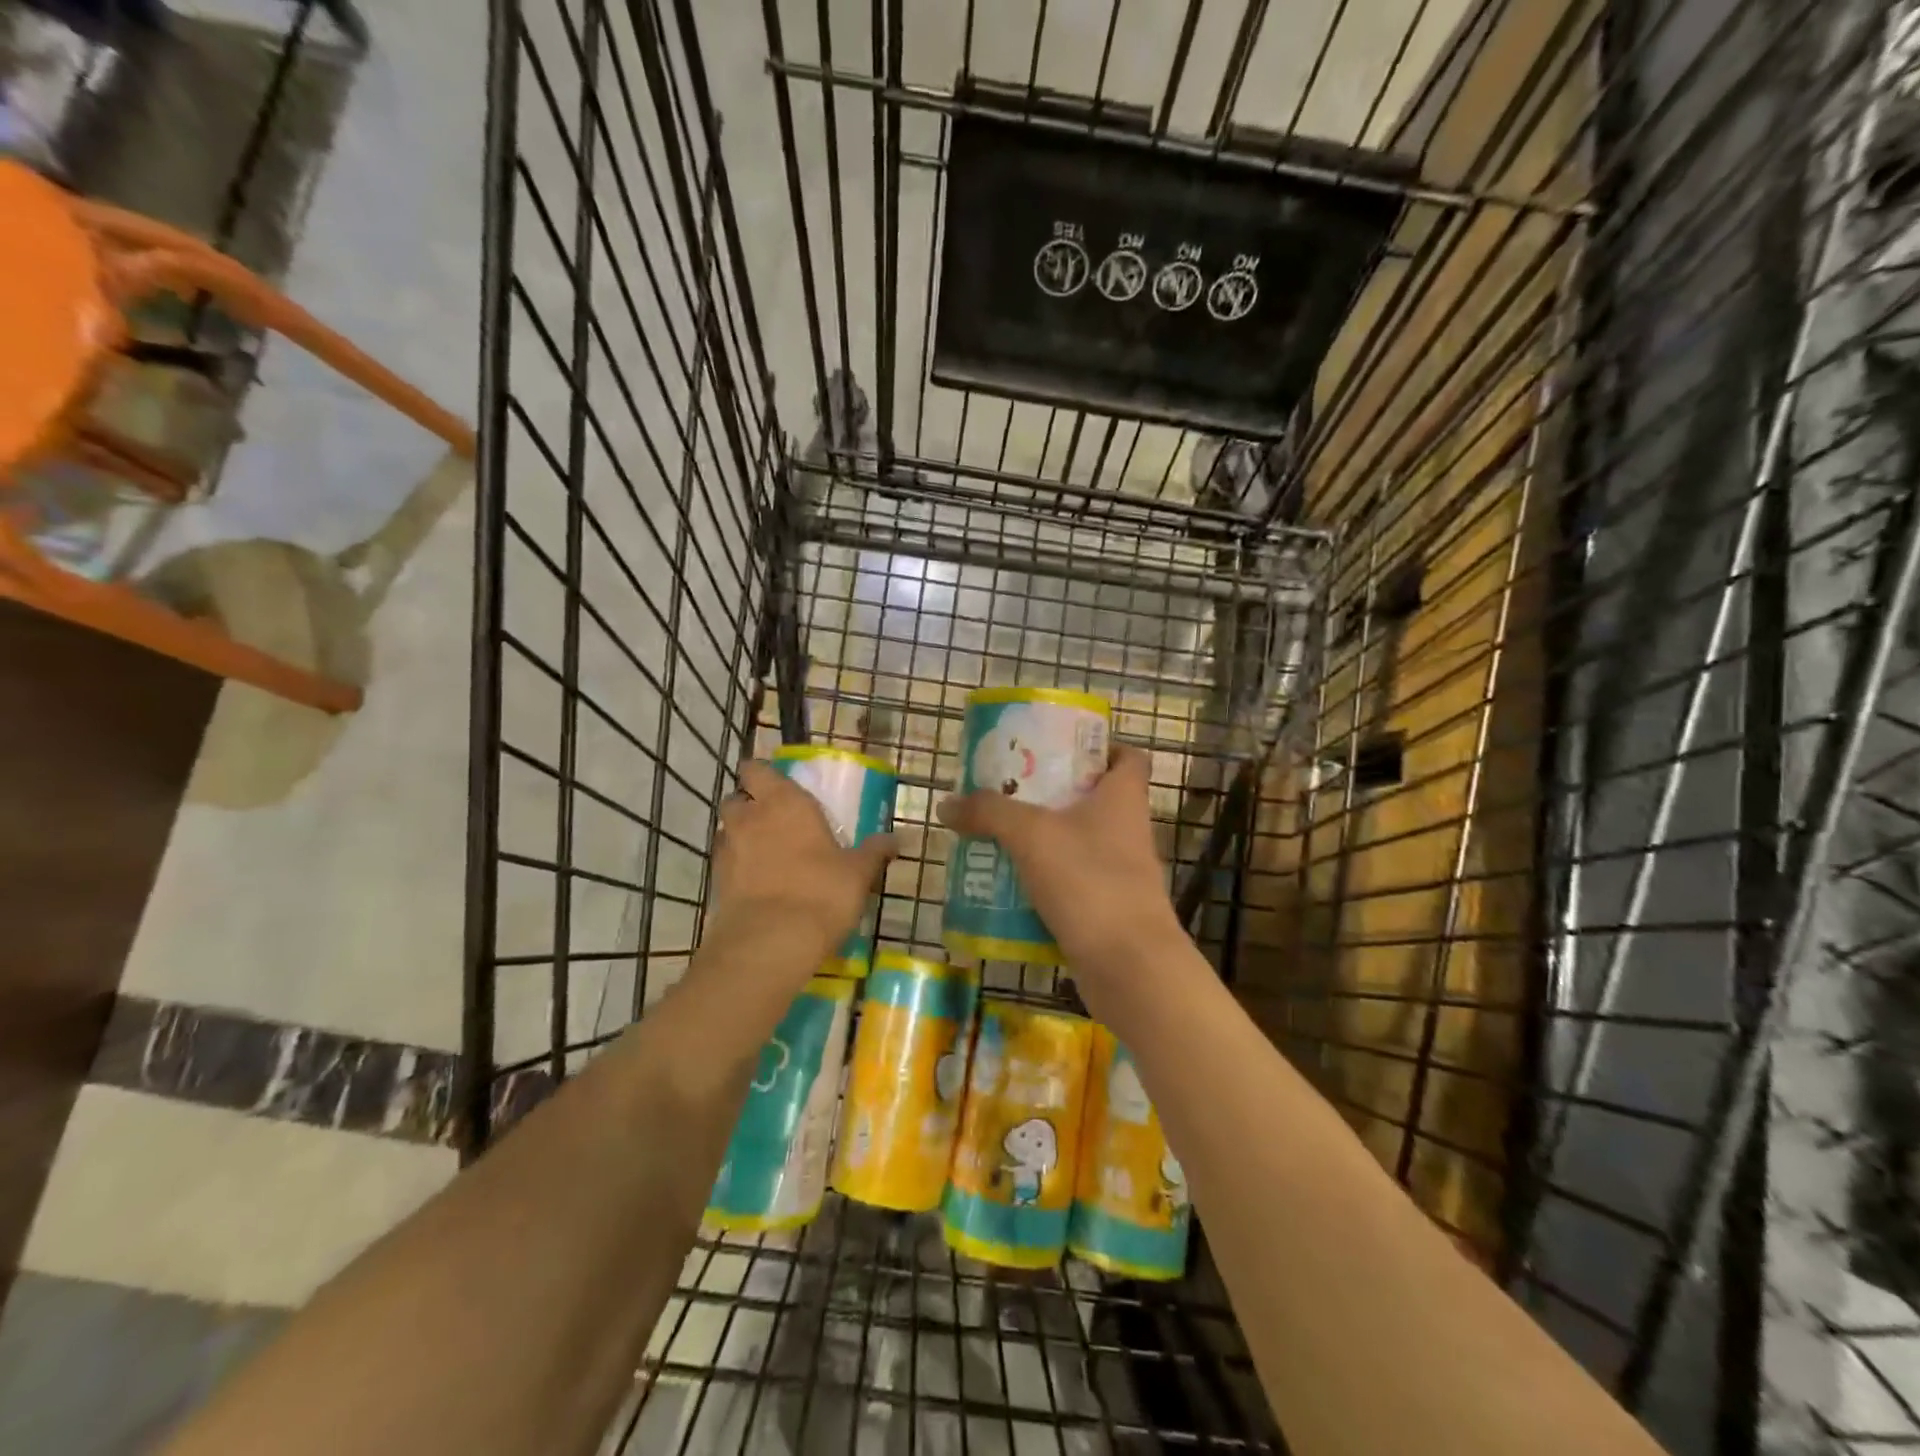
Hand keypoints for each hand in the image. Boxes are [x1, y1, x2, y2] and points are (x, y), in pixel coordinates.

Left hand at [707, 759, 895, 972]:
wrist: (771, 942)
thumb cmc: (821, 892)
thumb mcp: (858, 872)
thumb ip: (874, 852)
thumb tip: (897, 839)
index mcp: (784, 802)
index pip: (757, 769)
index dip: (762, 774)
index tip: (775, 784)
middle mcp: (750, 818)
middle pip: (736, 798)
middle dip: (749, 804)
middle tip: (773, 819)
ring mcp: (728, 850)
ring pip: (727, 830)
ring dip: (740, 835)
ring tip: (765, 852)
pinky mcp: (716, 882)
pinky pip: (725, 863)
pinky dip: (736, 866)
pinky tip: (757, 882)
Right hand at [937, 745, 1181, 983]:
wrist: (1128, 966)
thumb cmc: (1089, 881)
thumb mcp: (1031, 835)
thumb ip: (988, 812)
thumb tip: (947, 803)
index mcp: (1123, 798)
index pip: (1127, 757)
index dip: (1101, 747)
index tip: (1061, 749)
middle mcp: (1127, 830)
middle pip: (1094, 798)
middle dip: (1052, 793)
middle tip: (1009, 790)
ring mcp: (1121, 872)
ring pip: (1078, 842)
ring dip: (1043, 838)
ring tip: (998, 834)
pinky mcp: (1107, 908)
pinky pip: (1071, 882)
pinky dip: (1043, 880)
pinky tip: (1007, 883)